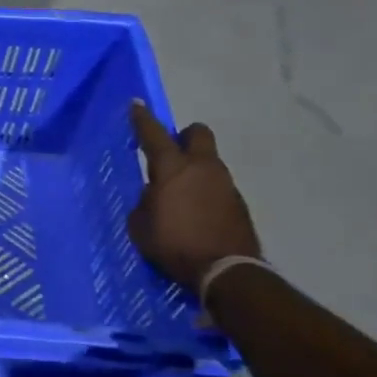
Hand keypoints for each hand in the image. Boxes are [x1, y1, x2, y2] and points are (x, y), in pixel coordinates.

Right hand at [128, 100, 260, 292]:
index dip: (142, 119)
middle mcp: (202, 167)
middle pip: (198, 133)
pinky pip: (218, 186)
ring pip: (210, 161)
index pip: (154, 134)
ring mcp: (225, 183)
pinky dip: (207, 191)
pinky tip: (198, 212)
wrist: (226, 271)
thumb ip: (144, 202)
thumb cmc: (174, 245)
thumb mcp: (141, 226)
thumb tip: (154, 196)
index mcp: (172, 168)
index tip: (136, 105)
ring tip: (182, 192)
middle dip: (184, 136)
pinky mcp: (239, 203)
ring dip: (196, 167)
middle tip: (171, 152)